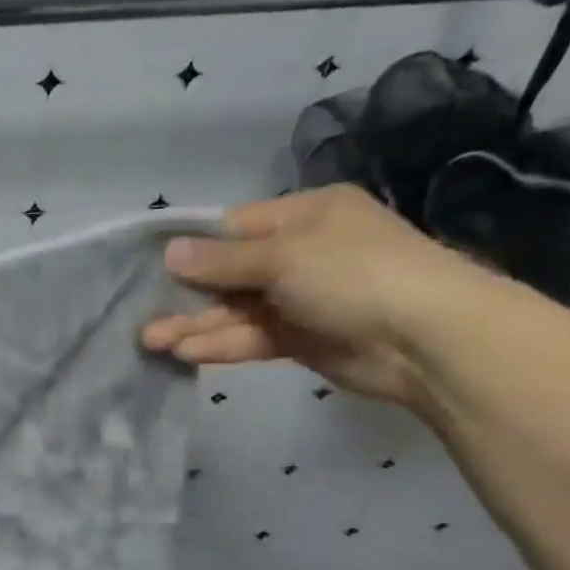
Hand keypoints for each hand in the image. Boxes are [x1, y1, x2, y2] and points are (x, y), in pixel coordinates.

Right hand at [140, 186, 507, 409]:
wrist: (428, 340)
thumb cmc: (355, 275)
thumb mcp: (283, 256)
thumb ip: (222, 260)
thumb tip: (169, 252)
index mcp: (304, 216)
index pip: (233, 227)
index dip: (191, 247)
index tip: (149, 265)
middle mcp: (300, 253)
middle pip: (228, 273)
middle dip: (186, 294)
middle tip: (140, 313)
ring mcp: (300, 299)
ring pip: (235, 310)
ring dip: (195, 325)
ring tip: (151, 340)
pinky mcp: (301, 339)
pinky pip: (251, 337)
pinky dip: (221, 344)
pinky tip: (186, 352)